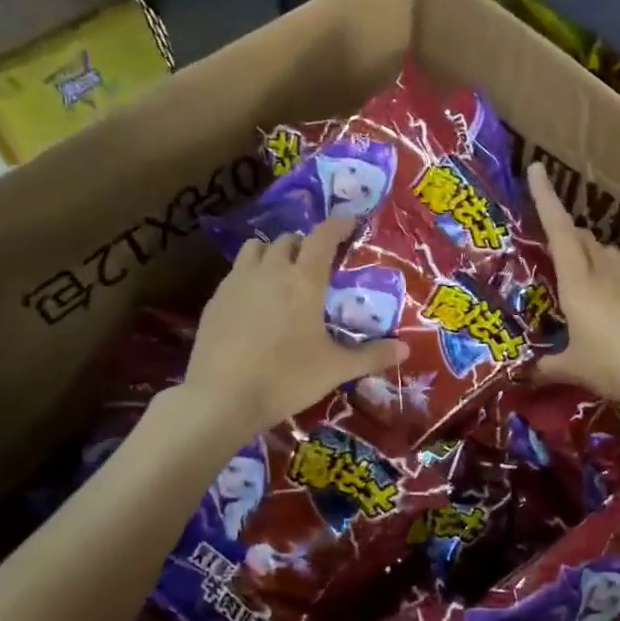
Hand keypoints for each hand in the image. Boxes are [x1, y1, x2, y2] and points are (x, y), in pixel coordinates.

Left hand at [183, 215, 407, 438]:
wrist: (222, 398)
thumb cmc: (286, 379)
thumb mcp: (335, 370)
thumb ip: (371, 356)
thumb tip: (405, 349)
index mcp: (304, 281)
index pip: (323, 237)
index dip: (338, 224)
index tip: (350, 222)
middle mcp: (270, 271)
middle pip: (289, 239)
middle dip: (305, 244)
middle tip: (317, 263)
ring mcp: (237, 282)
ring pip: (256, 249)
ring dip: (273, 253)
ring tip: (282, 275)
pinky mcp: (215, 299)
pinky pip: (236, 273)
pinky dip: (250, 275)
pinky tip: (255, 303)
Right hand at [527, 161, 619, 404]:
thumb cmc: (617, 362)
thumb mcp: (576, 368)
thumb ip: (547, 367)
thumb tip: (525, 373)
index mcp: (578, 280)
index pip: (558, 228)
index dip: (545, 198)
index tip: (537, 168)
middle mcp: (604, 269)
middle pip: (581, 237)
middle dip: (563, 232)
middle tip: (547, 243)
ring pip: (604, 252)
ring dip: (587, 253)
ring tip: (576, 273)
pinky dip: (607, 275)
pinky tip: (607, 300)